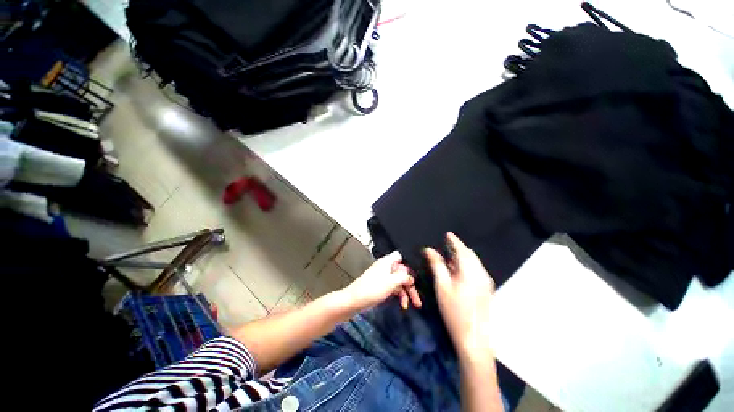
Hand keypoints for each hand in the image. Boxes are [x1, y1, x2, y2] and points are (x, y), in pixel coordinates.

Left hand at [342, 251, 421, 311]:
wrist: (354, 301)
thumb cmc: (372, 289)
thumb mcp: (391, 282)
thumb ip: (404, 277)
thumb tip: (411, 277)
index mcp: (388, 261)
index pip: (402, 256)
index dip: (411, 262)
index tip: (420, 273)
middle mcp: (387, 267)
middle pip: (403, 272)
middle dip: (411, 284)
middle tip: (418, 299)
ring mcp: (384, 277)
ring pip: (400, 281)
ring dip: (407, 292)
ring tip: (414, 305)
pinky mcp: (382, 286)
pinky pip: (394, 288)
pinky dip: (400, 295)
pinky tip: (403, 305)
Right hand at [425, 232, 494, 357]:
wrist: (474, 338)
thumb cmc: (454, 310)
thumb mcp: (442, 286)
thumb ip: (437, 265)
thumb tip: (429, 250)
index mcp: (470, 271)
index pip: (462, 250)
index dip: (454, 240)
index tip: (448, 234)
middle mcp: (481, 274)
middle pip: (470, 255)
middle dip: (459, 248)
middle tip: (446, 246)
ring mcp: (486, 282)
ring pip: (474, 262)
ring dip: (462, 257)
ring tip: (449, 258)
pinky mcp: (487, 289)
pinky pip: (476, 270)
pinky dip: (467, 266)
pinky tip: (457, 272)